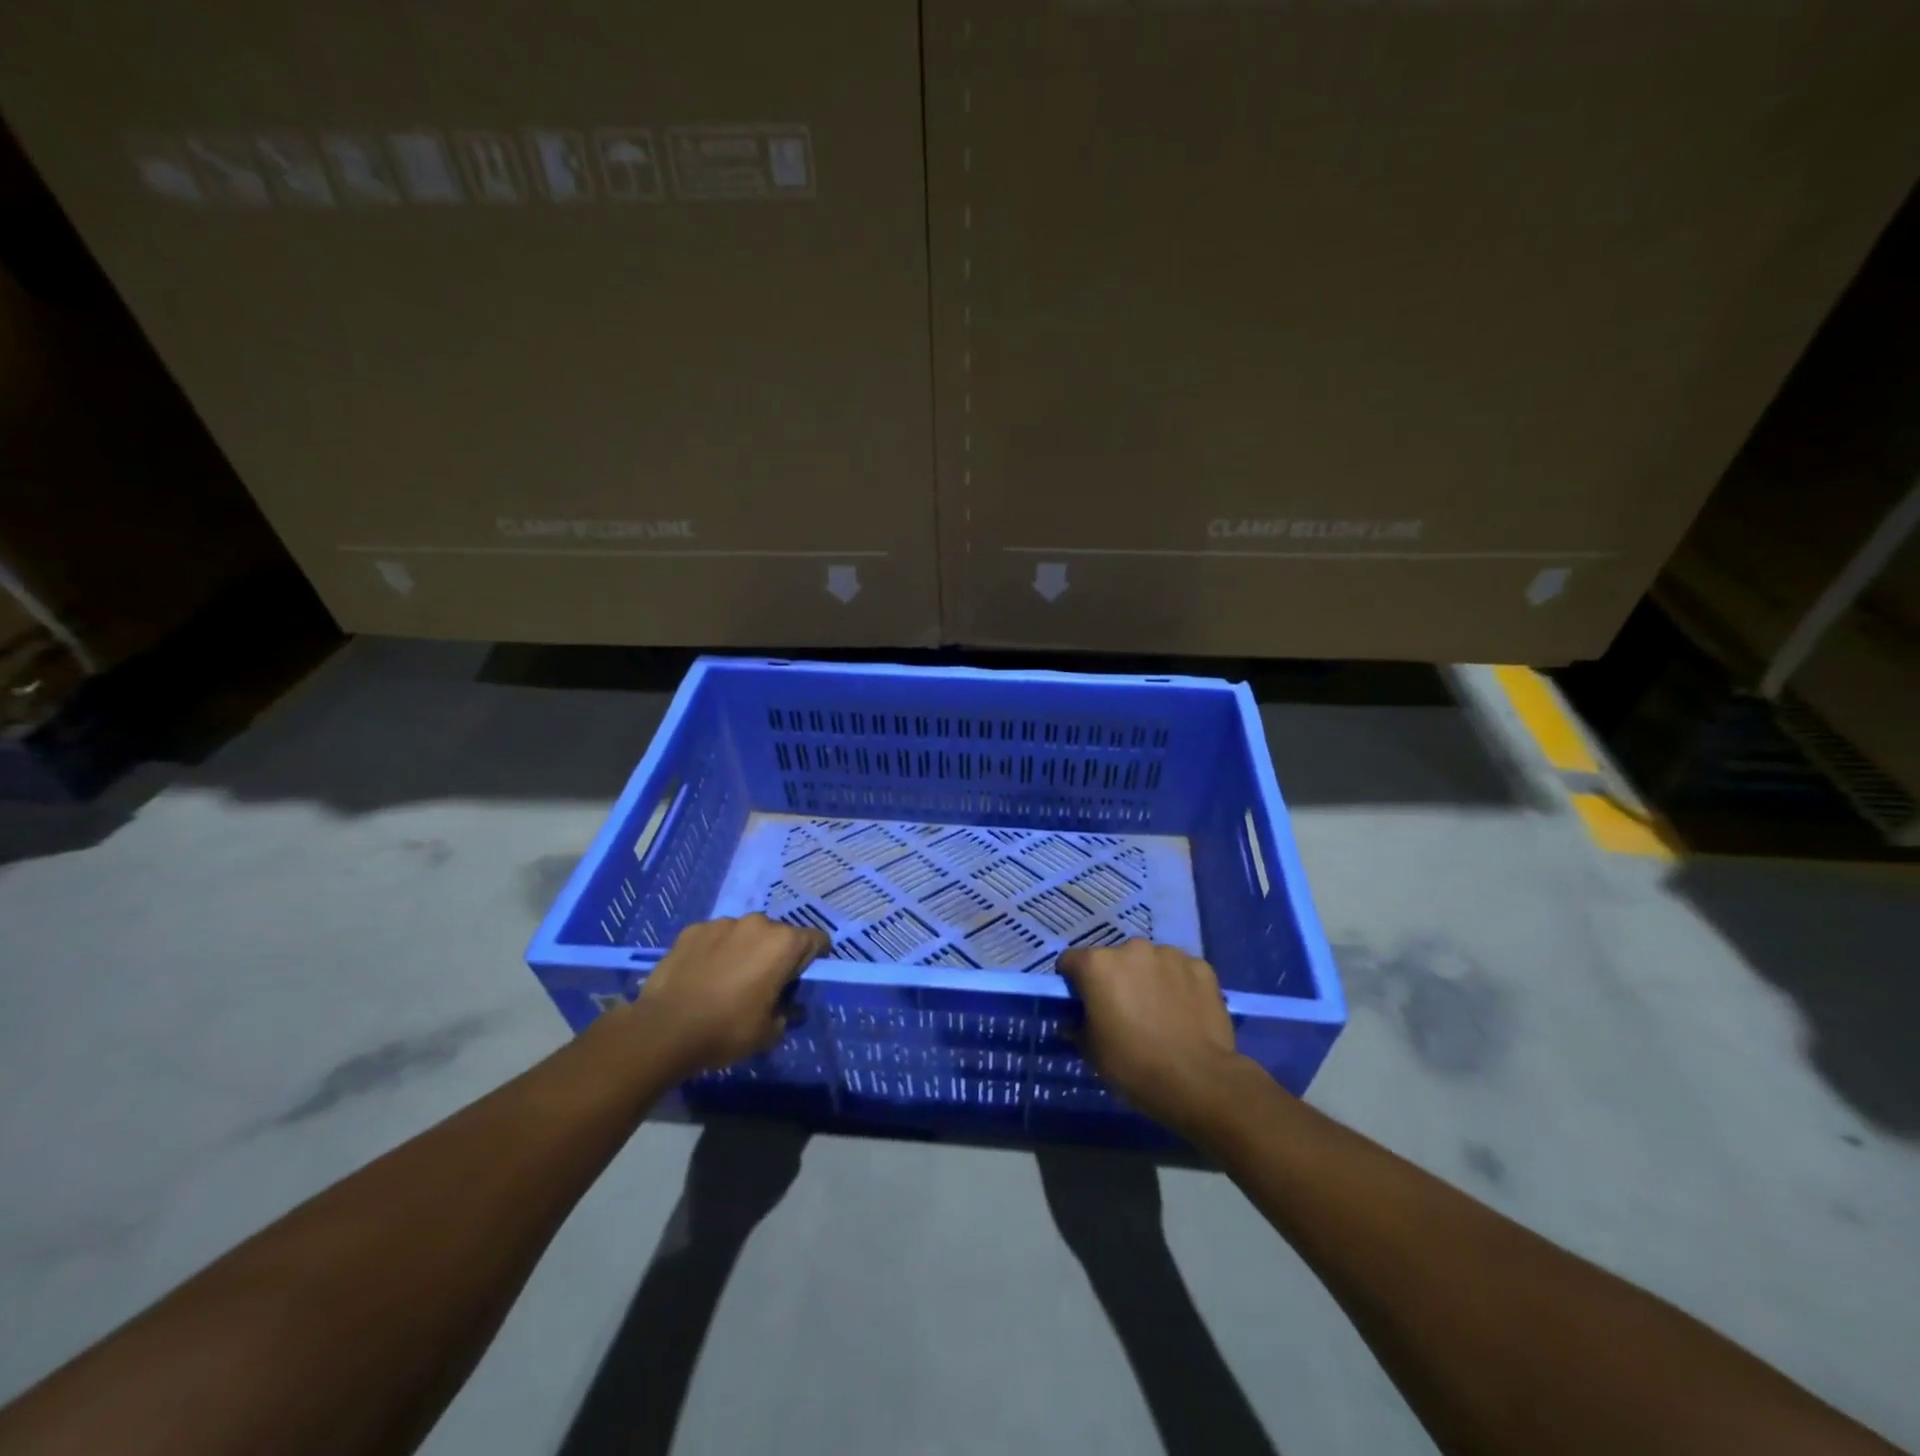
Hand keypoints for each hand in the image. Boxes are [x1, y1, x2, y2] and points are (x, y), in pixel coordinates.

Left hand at [634, 915, 828, 1076]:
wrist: (664, 1029)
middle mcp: (758, 923)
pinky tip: (703, 975)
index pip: (816, 940)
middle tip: (764, 984)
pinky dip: (715, 950)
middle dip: (776, 955)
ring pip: (745, 934)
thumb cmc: (727, 1030)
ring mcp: (723, 923)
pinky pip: (715, 937)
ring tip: (728, 979)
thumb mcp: (769, 1032)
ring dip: (745, 950)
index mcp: (784, 944)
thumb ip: (788, 1013)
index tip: (802, 978)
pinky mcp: (693, 929)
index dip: (814, 959)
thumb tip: (790, 1007)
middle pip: (779, 935)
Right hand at [1056, 939, 1247, 1132]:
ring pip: (1150, 962)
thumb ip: (1077, 1027)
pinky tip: (1184, 1012)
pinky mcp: (1201, 966)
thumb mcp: (1092, 1052)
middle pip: (1114, 959)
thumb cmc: (1134, 1064)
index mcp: (1098, 964)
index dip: (1073, 982)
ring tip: (1159, 1012)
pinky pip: (1181, 971)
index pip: (1071, 962)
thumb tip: (1073, 1022)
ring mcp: (1170, 955)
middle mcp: (1132, 948)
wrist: (1198, 1080)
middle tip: (1123, 1011)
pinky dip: (1178, 985)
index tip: (1082, 1004)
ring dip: (1148, 978)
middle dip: (1115, 978)